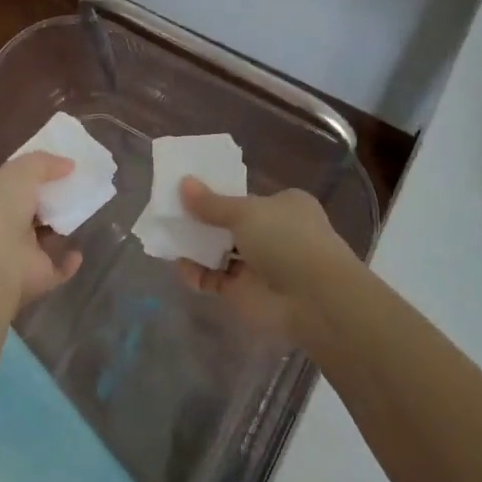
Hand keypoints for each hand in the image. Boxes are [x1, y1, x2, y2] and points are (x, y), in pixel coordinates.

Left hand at [0, 153, 82, 312]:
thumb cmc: (0, 211)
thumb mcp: (19, 172)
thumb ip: (43, 163)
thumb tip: (69, 164)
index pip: (16, 184)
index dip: (38, 174)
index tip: (64, 165)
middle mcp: (5, 227)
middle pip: (33, 210)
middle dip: (52, 200)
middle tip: (80, 186)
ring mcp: (20, 254)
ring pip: (44, 238)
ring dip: (61, 227)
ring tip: (84, 212)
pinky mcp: (37, 277)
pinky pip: (57, 268)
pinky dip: (69, 261)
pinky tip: (79, 250)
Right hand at [174, 179, 356, 345]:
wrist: (313, 299)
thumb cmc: (286, 238)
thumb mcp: (246, 212)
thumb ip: (212, 203)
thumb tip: (183, 183)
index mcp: (285, 206)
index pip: (248, 197)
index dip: (221, 194)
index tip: (190, 190)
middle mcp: (275, 233)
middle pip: (231, 224)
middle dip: (204, 221)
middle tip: (171, 213)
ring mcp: (261, 265)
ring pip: (222, 252)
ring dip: (198, 247)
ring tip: (167, 236)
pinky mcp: (246, 293)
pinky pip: (216, 280)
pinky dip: (198, 274)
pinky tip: (180, 266)